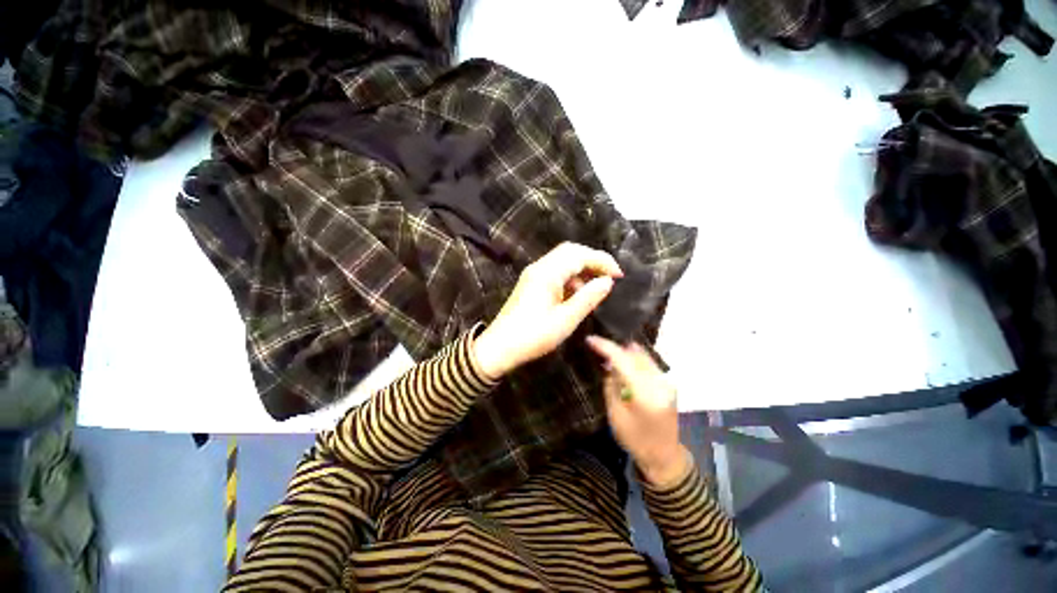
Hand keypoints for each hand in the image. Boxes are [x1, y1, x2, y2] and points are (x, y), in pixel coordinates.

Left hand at [473, 243, 622, 378]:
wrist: (499, 347)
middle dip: (593, 260)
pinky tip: (578, 293)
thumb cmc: (533, 336)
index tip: (619, 275)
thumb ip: (588, 298)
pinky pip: (555, 272)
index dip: (602, 261)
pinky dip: (570, 277)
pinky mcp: (531, 283)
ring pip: (562, 261)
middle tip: (610, 277)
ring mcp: (533, 274)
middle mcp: (539, 267)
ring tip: (597, 287)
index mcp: (547, 273)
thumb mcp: (565, 320)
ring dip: (582, 269)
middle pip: (570, 251)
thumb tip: (607, 282)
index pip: (579, 254)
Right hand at [586, 336, 689, 487]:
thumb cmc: (635, 439)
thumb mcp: (615, 414)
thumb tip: (608, 363)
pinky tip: (623, 363)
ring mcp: (666, 381)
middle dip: (614, 348)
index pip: (622, 360)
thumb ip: (612, 384)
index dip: (605, 346)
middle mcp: (659, 381)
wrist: (664, 455)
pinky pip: (647, 362)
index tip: (589, 339)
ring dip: (624, 352)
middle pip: (633, 353)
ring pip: (641, 355)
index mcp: (645, 393)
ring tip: (607, 354)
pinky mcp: (668, 382)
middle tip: (596, 347)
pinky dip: (633, 359)